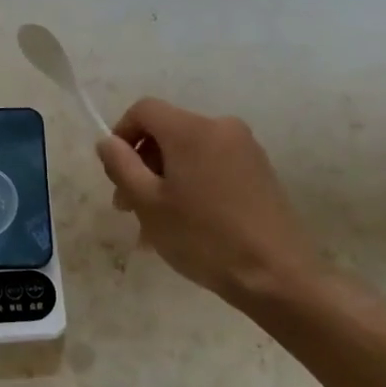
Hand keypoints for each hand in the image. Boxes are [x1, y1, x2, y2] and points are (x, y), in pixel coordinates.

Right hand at [95, 98, 331, 314]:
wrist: (277, 276)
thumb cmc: (203, 237)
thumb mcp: (148, 203)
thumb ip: (121, 165)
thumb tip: (107, 142)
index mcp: (191, 129)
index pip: (144, 110)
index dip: (121, 134)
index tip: (114, 173)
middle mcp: (220, 127)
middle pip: (167, 131)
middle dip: (142, 164)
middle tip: (128, 208)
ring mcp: (245, 149)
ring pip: (189, 153)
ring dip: (165, 180)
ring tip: (154, 225)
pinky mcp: (260, 172)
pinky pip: (212, 166)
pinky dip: (191, 185)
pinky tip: (186, 225)